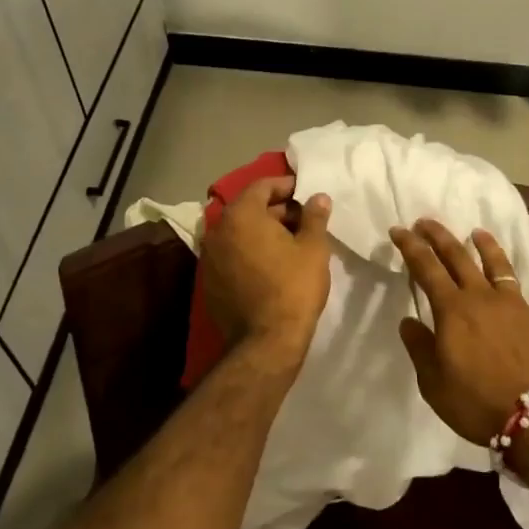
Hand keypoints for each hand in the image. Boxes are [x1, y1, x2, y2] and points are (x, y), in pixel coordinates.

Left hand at [201, 176, 332, 371]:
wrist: (266, 342)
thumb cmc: (293, 286)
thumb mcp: (313, 248)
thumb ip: (314, 216)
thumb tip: (318, 197)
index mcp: (241, 215)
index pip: (261, 186)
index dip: (286, 187)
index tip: (305, 194)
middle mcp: (218, 230)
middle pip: (248, 209)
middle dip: (276, 210)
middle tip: (303, 220)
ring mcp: (210, 257)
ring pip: (239, 233)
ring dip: (262, 232)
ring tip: (291, 243)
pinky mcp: (209, 282)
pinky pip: (232, 255)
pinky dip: (250, 252)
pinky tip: (272, 265)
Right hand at [388, 219, 528, 446]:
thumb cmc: (478, 403)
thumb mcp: (434, 384)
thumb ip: (420, 348)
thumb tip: (408, 321)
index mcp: (454, 310)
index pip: (427, 268)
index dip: (411, 247)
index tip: (399, 229)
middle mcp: (485, 298)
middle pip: (460, 258)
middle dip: (441, 237)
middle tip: (427, 222)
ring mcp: (519, 307)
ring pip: (502, 268)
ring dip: (489, 248)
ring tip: (479, 232)